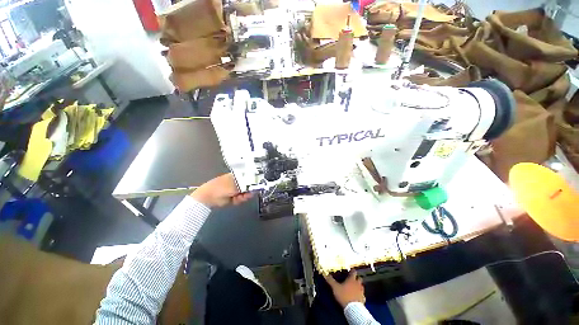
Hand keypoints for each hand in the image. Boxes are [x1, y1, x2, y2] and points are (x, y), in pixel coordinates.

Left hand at [190, 173, 252, 207]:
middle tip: (247, 193)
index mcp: (238, 176)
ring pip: (246, 193)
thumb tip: (257, 184)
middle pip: (250, 186)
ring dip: (244, 196)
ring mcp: (237, 190)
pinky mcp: (235, 198)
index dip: (254, 182)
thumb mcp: (235, 184)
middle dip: (249, 190)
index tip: (256, 186)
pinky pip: (242, 199)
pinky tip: (237, 199)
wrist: (208, 198)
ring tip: (240, 197)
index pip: (250, 177)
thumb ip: (247, 185)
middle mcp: (239, 182)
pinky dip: (240, 200)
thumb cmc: (221, 187)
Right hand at [324, 271, 365, 307]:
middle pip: (359, 279)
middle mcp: (358, 284)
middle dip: (356, 278)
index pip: (353, 272)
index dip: (352, 271)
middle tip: (353, 279)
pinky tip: (357, 297)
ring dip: (359, 286)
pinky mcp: (363, 299)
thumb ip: (331, 281)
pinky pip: (362, 295)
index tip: (350, 270)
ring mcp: (361, 292)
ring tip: (355, 288)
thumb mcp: (335, 288)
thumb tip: (326, 274)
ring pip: (361, 286)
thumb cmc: (344, 296)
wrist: (353, 309)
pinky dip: (360, 295)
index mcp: (351, 280)